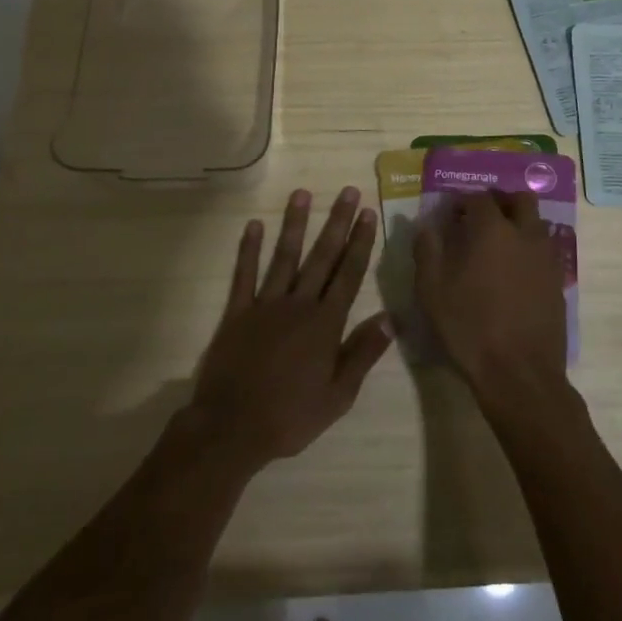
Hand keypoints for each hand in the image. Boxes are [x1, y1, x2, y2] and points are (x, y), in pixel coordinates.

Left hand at [187, 187, 394, 472]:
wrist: (231, 428)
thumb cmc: (290, 416)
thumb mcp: (338, 395)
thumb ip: (363, 353)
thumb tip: (390, 318)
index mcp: (325, 324)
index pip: (349, 274)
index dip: (360, 243)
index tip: (368, 214)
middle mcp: (299, 305)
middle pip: (322, 257)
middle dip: (337, 222)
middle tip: (348, 192)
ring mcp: (265, 305)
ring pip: (285, 257)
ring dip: (295, 225)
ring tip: (303, 194)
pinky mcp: (237, 312)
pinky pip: (244, 275)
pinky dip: (249, 250)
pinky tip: (254, 225)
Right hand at [413, 190, 568, 404]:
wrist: (519, 373)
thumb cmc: (469, 327)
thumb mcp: (432, 290)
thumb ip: (427, 250)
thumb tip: (426, 226)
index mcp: (492, 230)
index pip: (479, 197)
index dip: (463, 201)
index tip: (451, 214)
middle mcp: (525, 234)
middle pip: (520, 200)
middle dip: (500, 201)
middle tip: (480, 218)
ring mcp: (546, 257)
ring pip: (536, 223)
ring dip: (518, 223)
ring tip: (497, 245)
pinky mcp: (558, 281)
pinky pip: (544, 250)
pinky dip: (529, 249)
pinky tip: (513, 273)